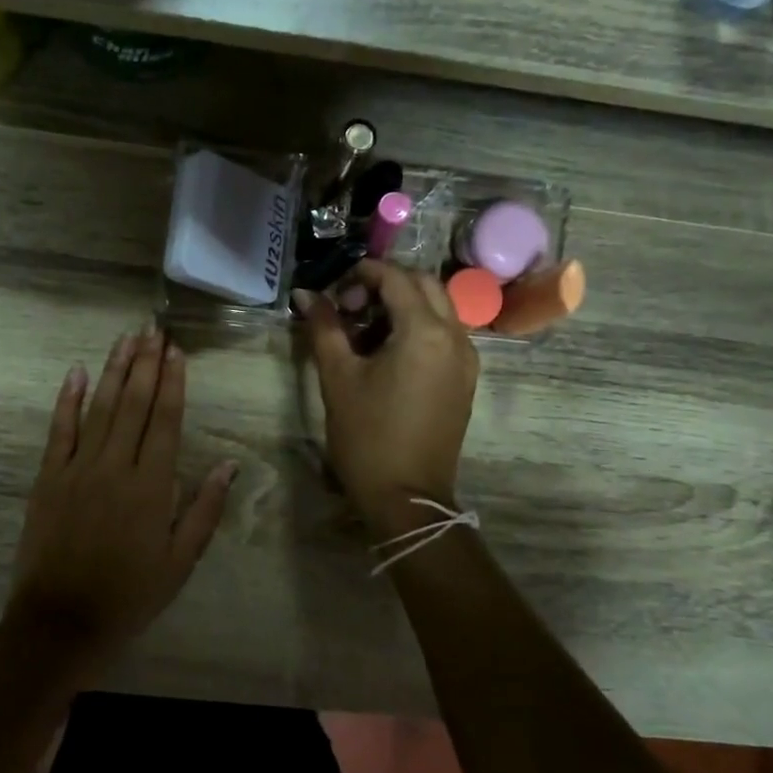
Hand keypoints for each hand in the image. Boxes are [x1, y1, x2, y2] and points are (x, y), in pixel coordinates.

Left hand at [8, 326, 237, 667]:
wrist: (62, 622)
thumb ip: (204, 509)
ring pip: (98, 408)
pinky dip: (67, 400)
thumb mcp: (180, 561)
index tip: (176, 351)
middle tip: (153, 329)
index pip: (166, 421)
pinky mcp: (48, 478)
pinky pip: (59, 431)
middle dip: (145, 364)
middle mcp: (116, 467)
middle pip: (133, 404)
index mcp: (152, 486)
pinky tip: (75, 372)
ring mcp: (78, 469)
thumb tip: (229, 464)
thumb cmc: (130, 594)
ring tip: (125, 338)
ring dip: (113, 370)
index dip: (172, 383)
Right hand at [294, 260, 478, 533]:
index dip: (362, 274)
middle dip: (387, 285)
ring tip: (366, 331)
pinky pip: (445, 335)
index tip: (334, 292)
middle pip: (424, 285)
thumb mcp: (338, 378)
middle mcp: (455, 337)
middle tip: (351, 308)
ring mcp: (466, 360)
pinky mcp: (465, 380)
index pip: (396, 278)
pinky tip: (389, 354)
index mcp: (425, 332)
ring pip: (439, 309)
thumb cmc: (367, 437)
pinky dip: (419, 328)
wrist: (406, 498)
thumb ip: (324, 328)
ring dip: (404, 306)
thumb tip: (305, 295)